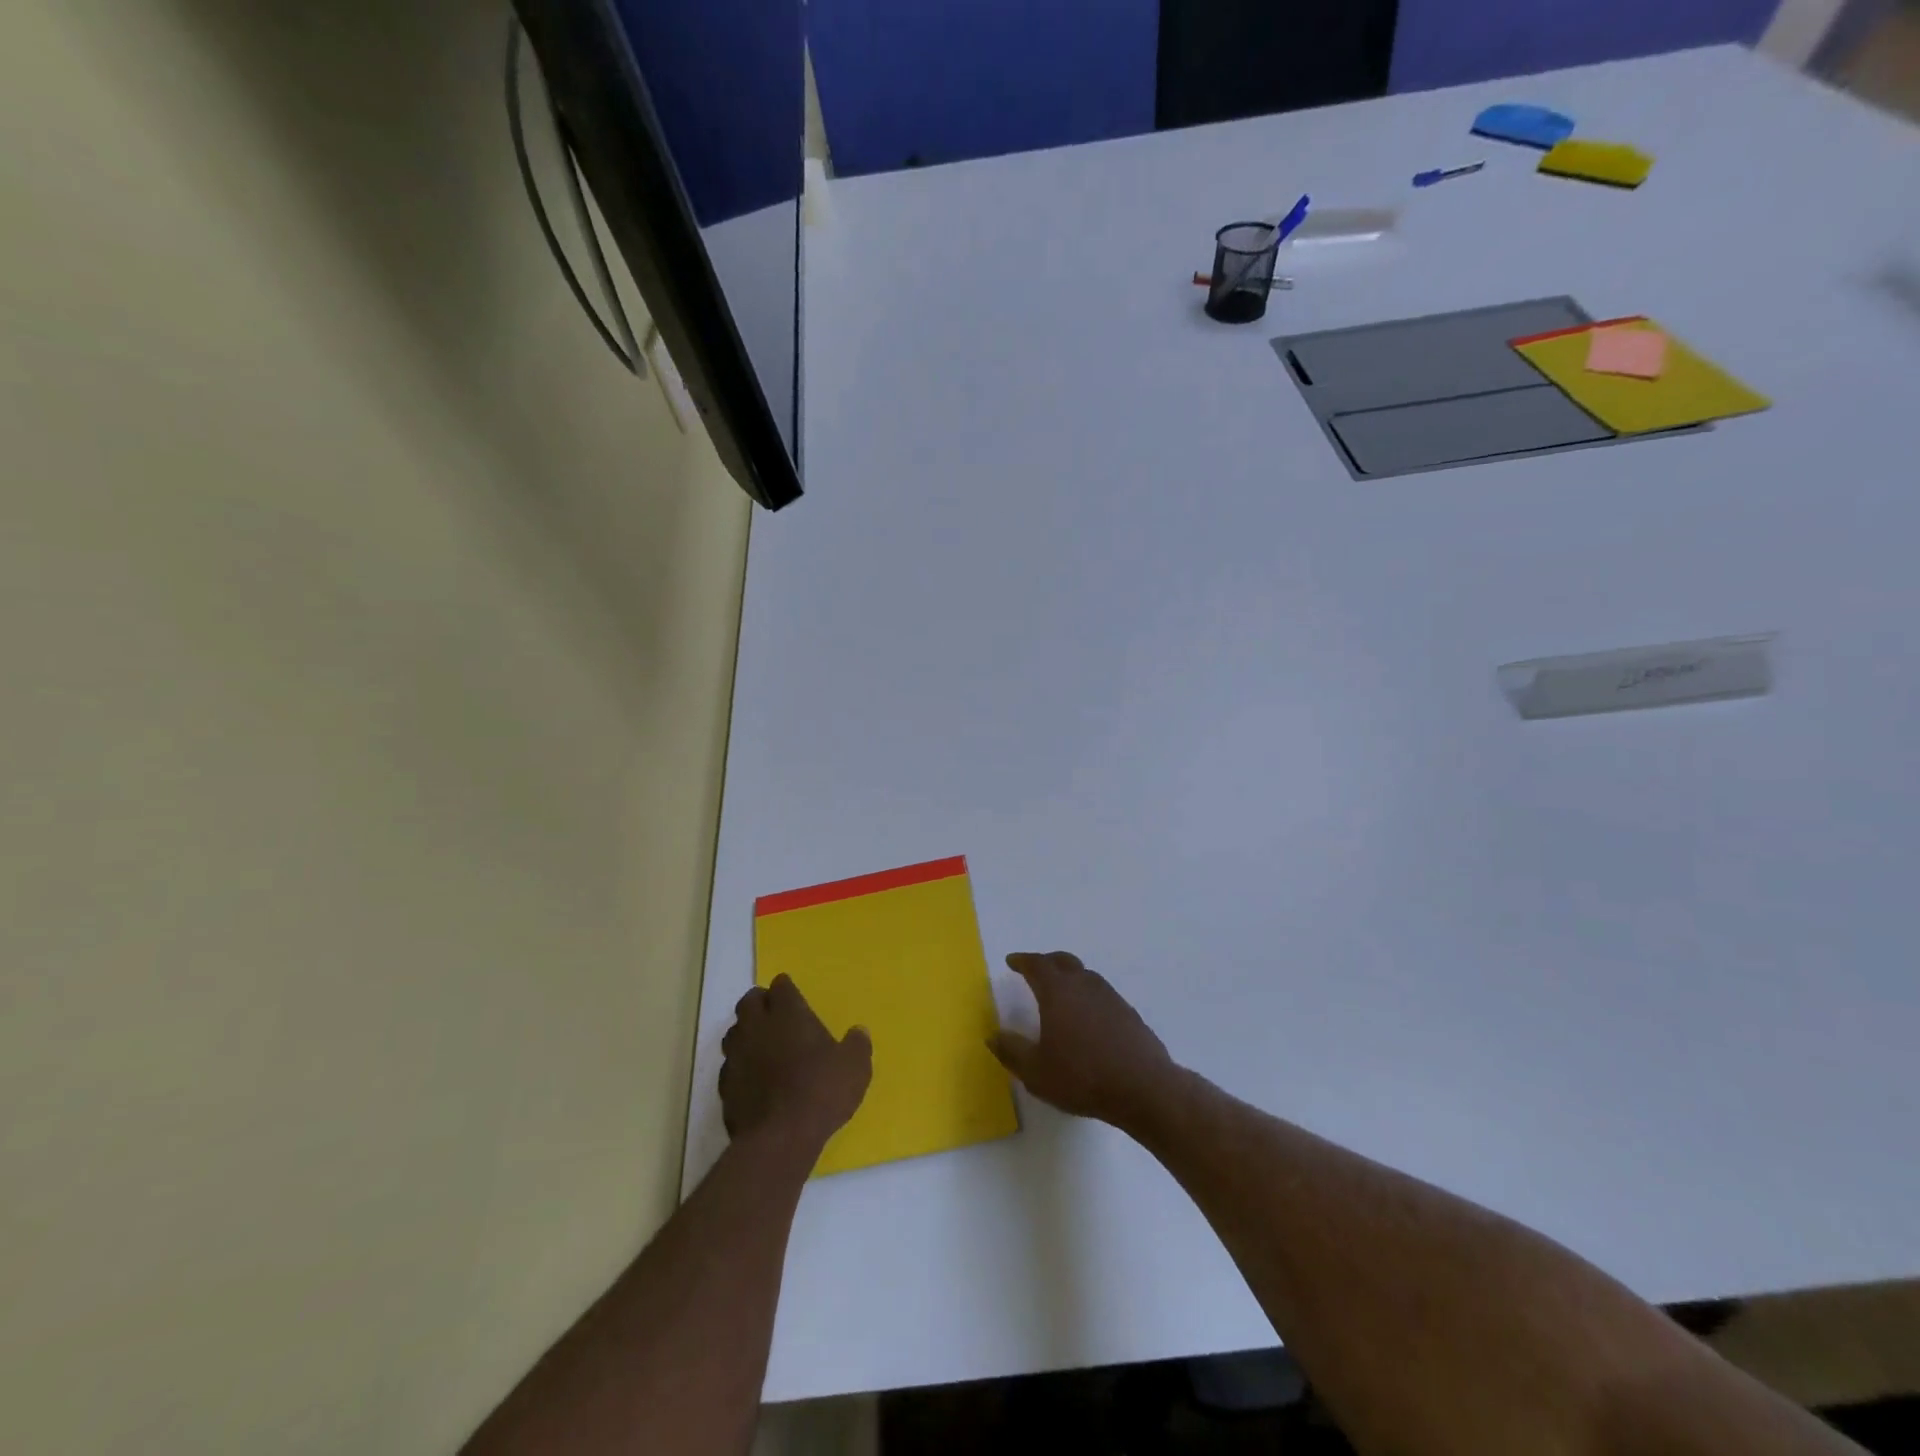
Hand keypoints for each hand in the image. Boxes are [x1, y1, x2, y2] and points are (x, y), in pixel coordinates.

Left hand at [719, 975, 871, 1149]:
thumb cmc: (822, 1091)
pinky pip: (729, 1066)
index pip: (781, 986)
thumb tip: (858, 1032)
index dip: (786, 989)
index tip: (793, 997)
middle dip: (760, 1003)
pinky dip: (740, 1067)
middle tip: (774, 1015)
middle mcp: (758, 1027)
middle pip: (749, 1002)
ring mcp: (737, 1056)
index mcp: (788, 1013)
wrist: (780, 1139)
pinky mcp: (725, 1086)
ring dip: (746, 1033)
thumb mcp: (855, 1067)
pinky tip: (753, 1079)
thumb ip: (857, 1045)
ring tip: (762, 1046)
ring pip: (734, 1032)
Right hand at [988, 952, 1176, 1126]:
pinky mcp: (1129, 1013)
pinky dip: (1088, 996)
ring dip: (1069, 977)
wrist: (1143, 1088)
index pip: (1037, 965)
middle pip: (1063, 961)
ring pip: (1085, 976)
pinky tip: (1087, 1018)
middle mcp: (1084, 985)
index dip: (1022, 961)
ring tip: (1061, 993)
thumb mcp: (1036, 1072)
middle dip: (1046, 962)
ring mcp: (1110, 997)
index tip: (1012, 961)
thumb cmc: (1082, 1077)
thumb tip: (993, 1035)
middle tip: (1035, 969)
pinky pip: (1102, 994)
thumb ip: (1011, 1051)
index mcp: (1058, 992)